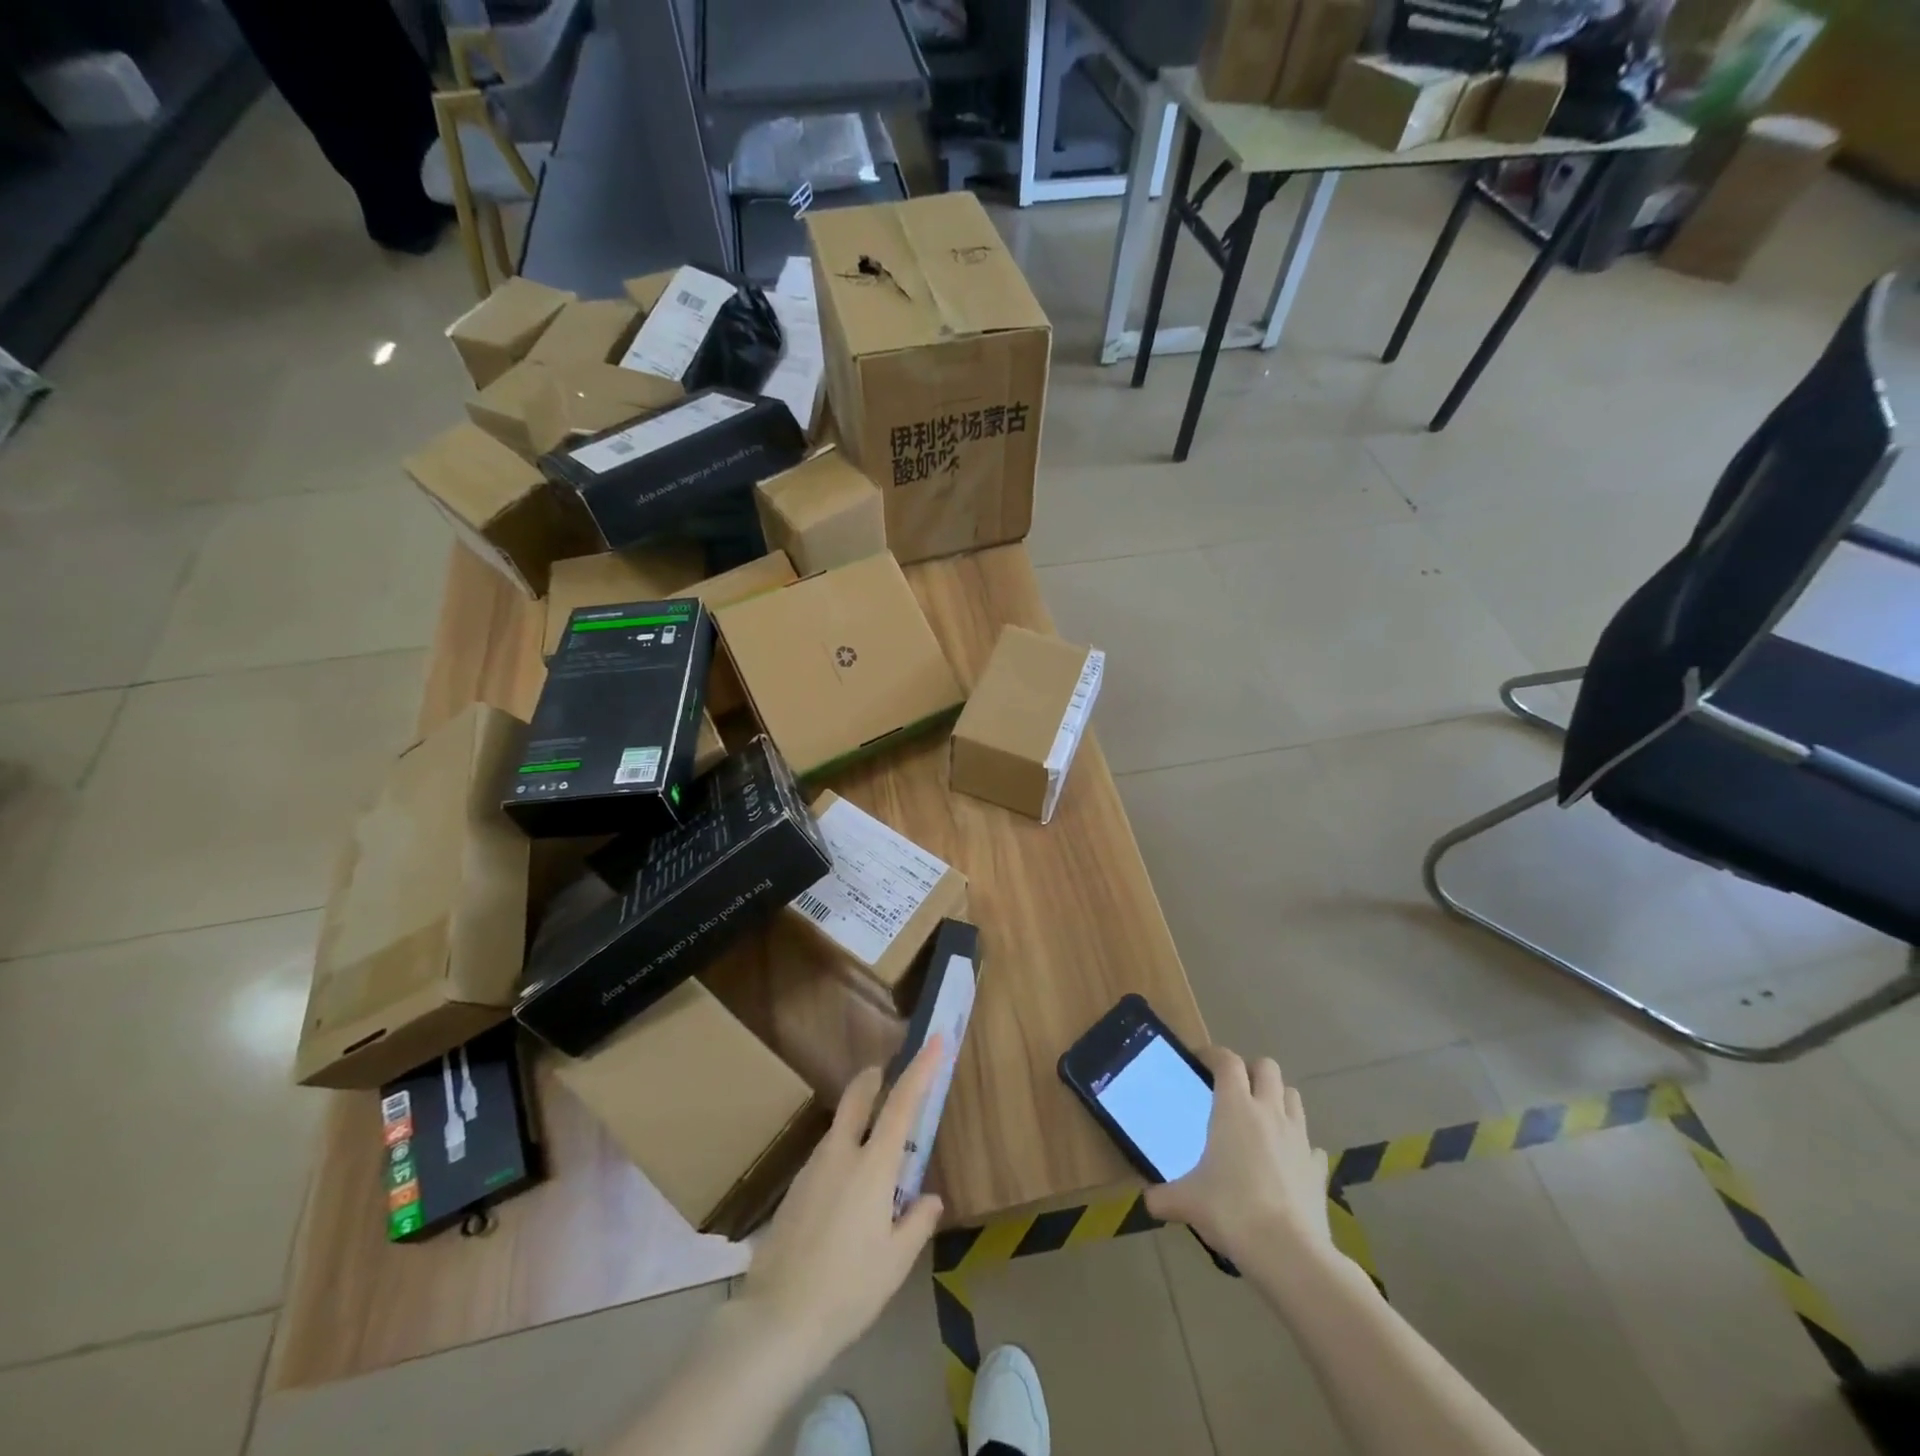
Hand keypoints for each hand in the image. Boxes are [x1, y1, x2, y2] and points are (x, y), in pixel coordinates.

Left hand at [737, 1038, 946, 1371]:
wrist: (777, 1320)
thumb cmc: (848, 1290)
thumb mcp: (895, 1262)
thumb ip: (916, 1223)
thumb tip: (928, 1198)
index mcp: (872, 1166)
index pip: (902, 1104)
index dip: (921, 1068)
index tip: (934, 1040)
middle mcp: (840, 1154)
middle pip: (856, 1096)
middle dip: (873, 1078)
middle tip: (887, 1076)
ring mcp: (812, 1169)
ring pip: (839, 1128)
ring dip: (858, 1123)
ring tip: (875, 1162)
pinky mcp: (794, 1190)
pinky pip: (825, 1158)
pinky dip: (842, 1157)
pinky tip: (846, 1198)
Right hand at [1144, 1047, 1331, 1265]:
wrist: (1289, 1253)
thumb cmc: (1232, 1211)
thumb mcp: (1187, 1203)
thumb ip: (1163, 1197)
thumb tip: (1148, 1201)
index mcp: (1235, 1108)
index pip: (1227, 1061)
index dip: (1213, 1054)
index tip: (1200, 1061)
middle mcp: (1269, 1112)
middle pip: (1267, 1067)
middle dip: (1251, 1071)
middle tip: (1234, 1089)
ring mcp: (1299, 1139)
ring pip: (1293, 1097)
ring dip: (1277, 1099)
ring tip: (1261, 1118)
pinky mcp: (1318, 1168)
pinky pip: (1311, 1145)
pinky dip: (1299, 1146)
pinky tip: (1287, 1162)